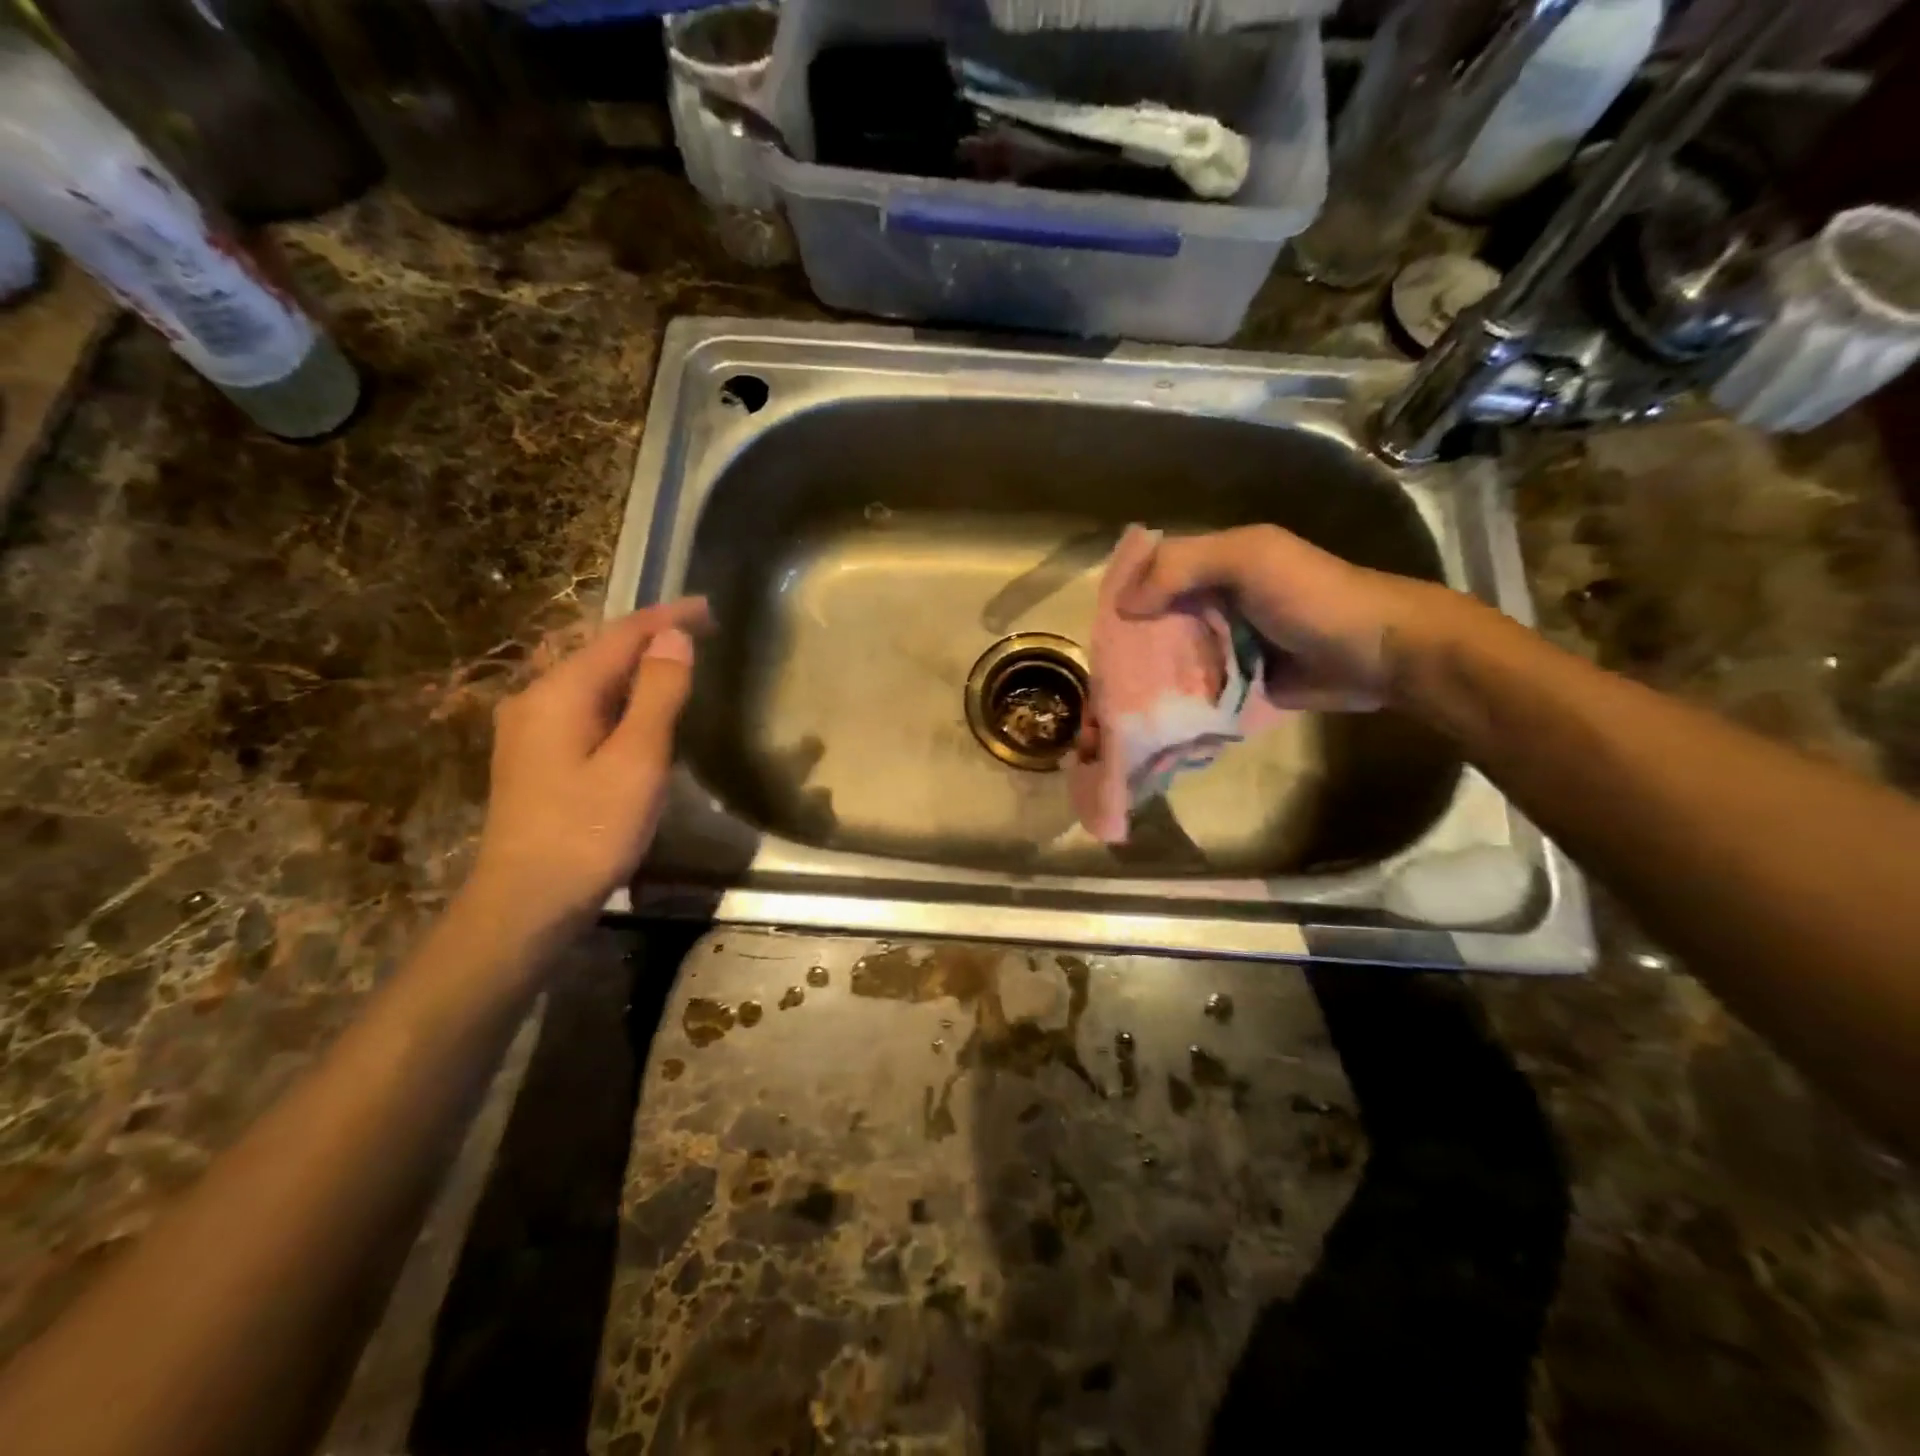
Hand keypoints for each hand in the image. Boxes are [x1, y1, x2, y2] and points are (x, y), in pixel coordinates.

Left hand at [468, 598, 711, 935]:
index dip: (667, 617)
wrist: (528, 901)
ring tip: (677, 662)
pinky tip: (639, 711)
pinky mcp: (533, 756)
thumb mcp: (637, 760)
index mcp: (560, 692)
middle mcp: (536, 698)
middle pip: (600, 652)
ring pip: (591, 680)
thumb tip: (674, 638)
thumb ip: (658, 694)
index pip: (621, 635)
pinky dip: (619, 697)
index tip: (708, 607)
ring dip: (636, 667)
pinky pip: (583, 706)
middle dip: (651, 637)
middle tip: (700, 632)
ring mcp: (529, 729)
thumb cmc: (590, 830)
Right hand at [1118, 525, 1432, 710]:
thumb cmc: (1312, 596)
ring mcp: (1221, 646)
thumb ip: (1183, 568)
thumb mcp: (1249, 559)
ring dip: (1142, 680)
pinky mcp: (1234, 683)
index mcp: (1211, 565)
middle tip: (1098, 681)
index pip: (1150, 575)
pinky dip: (1170, 702)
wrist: (1377, 653)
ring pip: (1168, 659)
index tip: (1095, 629)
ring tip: (1111, 710)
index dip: (1121, 596)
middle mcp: (1209, 603)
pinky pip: (1192, 690)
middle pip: (1152, 623)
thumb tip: (1122, 606)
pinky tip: (1145, 720)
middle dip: (1124, 648)